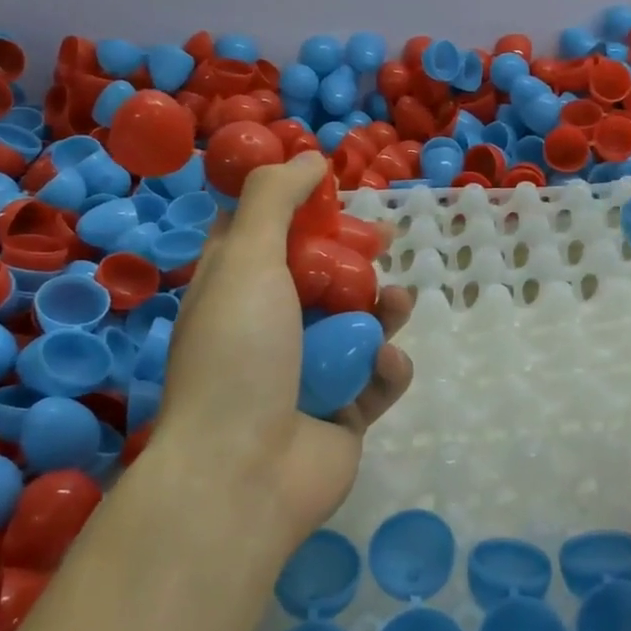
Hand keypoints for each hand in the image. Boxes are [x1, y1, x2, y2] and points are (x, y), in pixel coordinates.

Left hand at [144, 152, 413, 560]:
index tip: (335, 198)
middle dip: (356, 260)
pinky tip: (382, 367)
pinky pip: (375, 378)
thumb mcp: (247, 260)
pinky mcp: (343, 415)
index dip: (300, 212)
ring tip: (396, 305)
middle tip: (384, 244)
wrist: (243, 474)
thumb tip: (308, 157)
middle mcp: (268, 329)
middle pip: (321, 278)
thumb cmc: (240, 354)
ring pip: (356, 325)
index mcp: (234, 291)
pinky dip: (384, 369)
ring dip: (380, 310)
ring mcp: (307, 375)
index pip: (264, 236)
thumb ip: (276, 200)